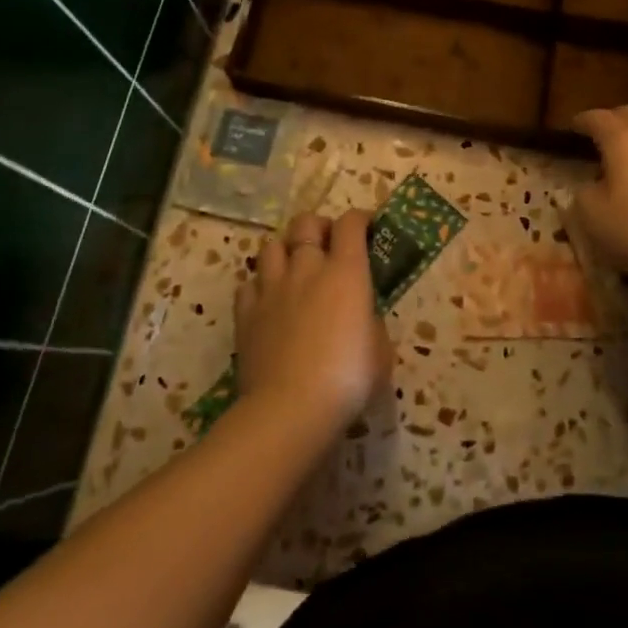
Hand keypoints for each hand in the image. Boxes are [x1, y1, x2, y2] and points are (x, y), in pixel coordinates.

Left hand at [236, 210, 388, 436]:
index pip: (350, 224)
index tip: (368, 227)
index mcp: (346, 272)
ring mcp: (272, 289)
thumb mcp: (381, 351)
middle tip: (328, 244)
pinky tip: (268, 301)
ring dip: (286, 250)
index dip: (360, 218)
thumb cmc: (348, 378)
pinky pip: (248, 284)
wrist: (290, 408)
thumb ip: (372, 323)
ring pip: (271, 246)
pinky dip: (259, 286)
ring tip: (294, 268)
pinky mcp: (246, 314)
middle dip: (318, 226)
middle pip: (305, 224)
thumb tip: (362, 318)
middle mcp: (307, 268)